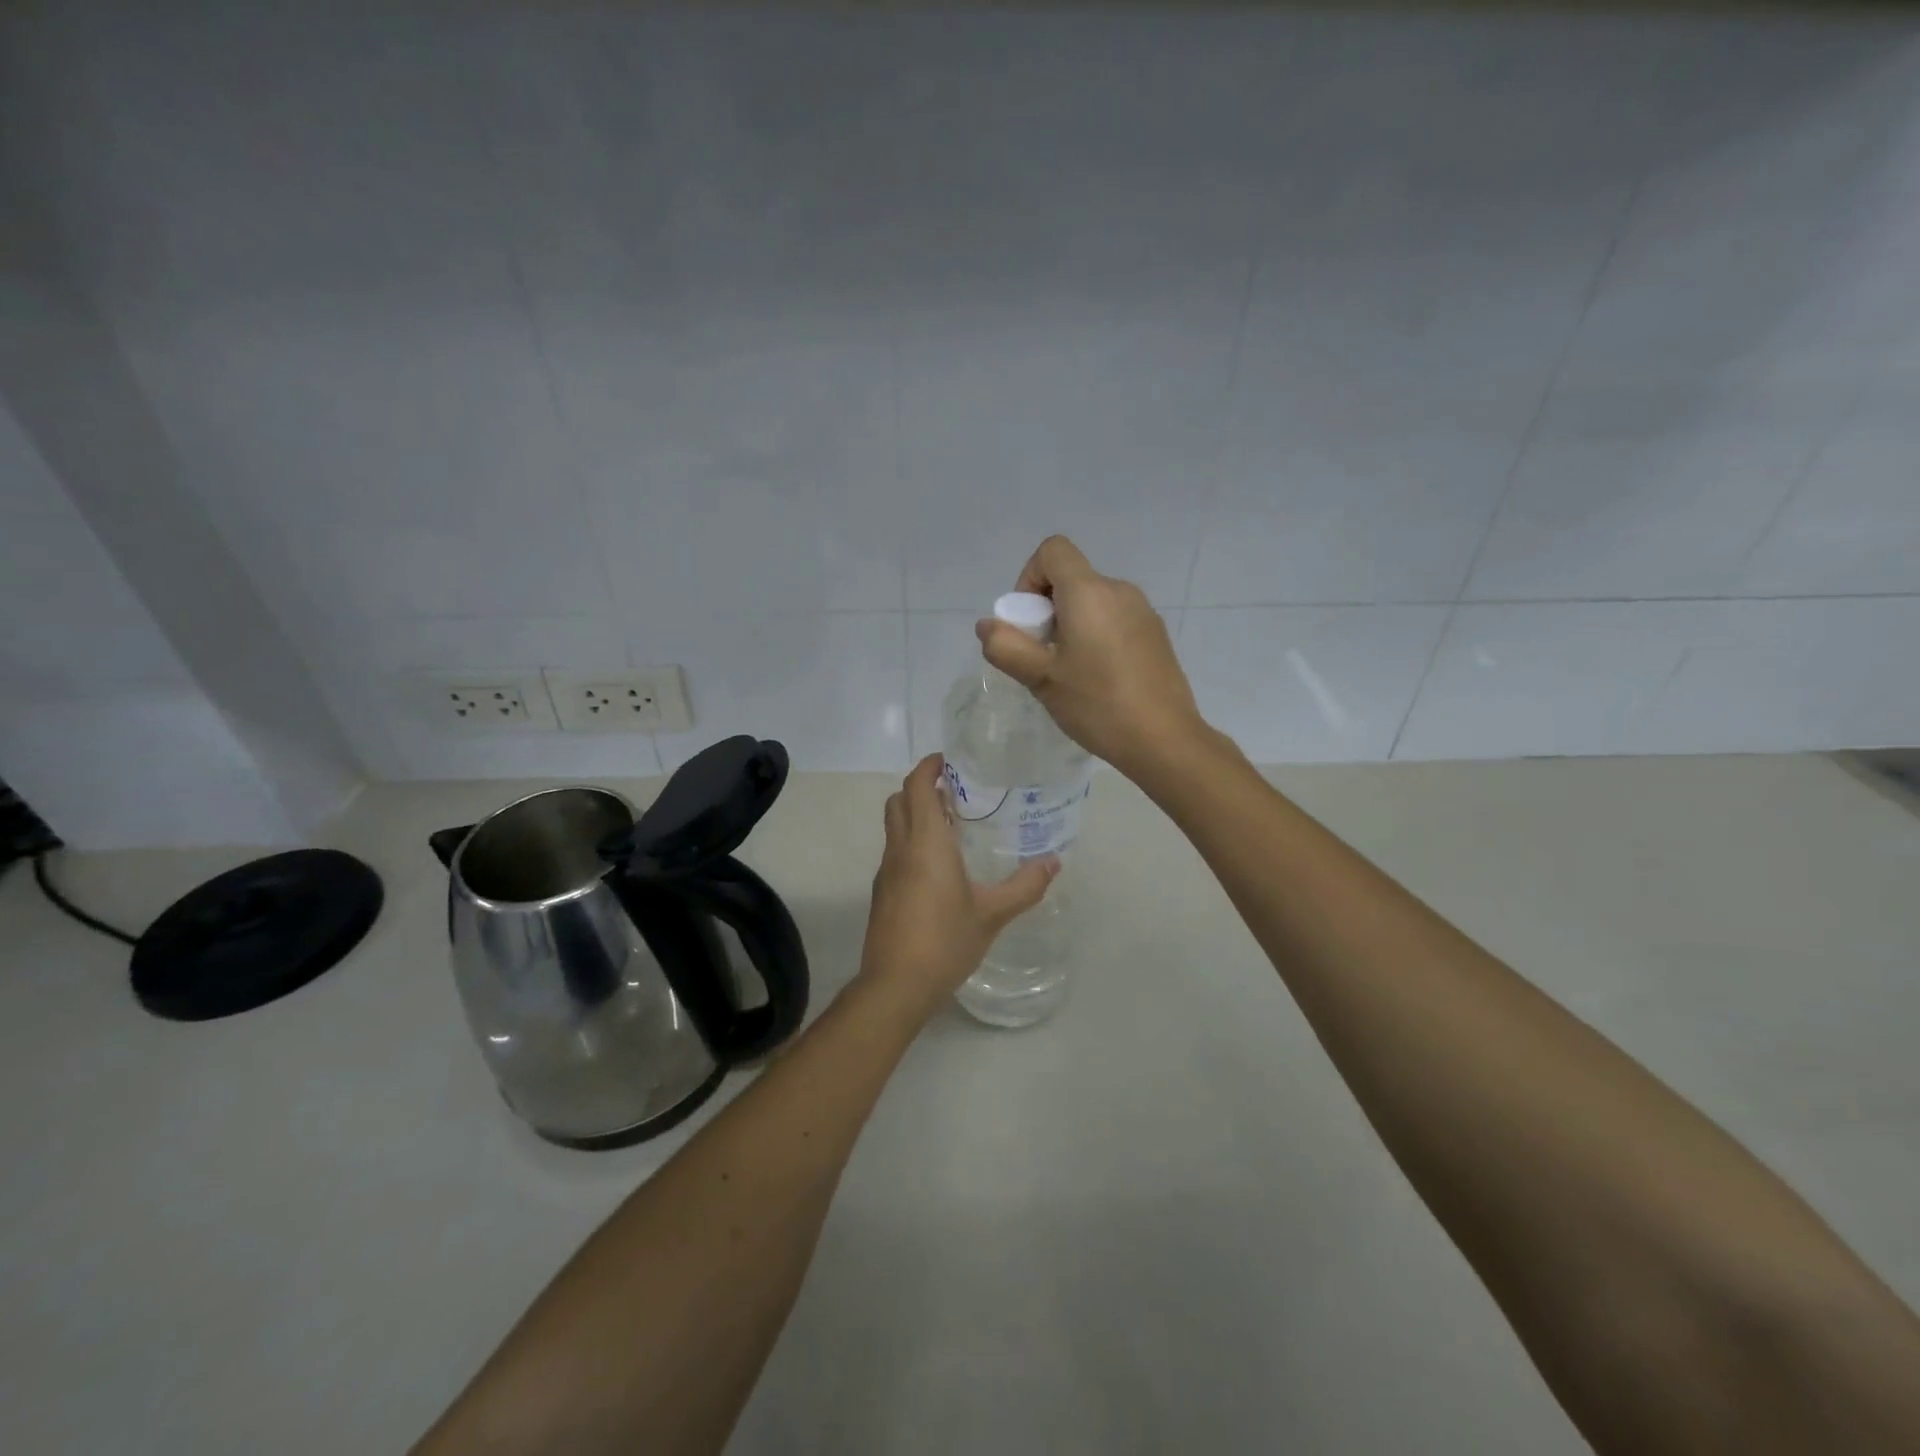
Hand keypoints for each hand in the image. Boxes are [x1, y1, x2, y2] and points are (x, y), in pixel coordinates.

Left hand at [858, 755, 1057, 1016]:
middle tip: (955, 791)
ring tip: (953, 825)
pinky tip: (939, 866)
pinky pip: (894, 851)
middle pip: (899, 800)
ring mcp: (886, 871)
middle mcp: (900, 849)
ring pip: (894, 826)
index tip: (948, 760)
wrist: (895, 985)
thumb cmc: (945, 942)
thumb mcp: (992, 914)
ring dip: (915, 814)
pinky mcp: (882, 892)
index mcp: (926, 843)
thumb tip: (1054, 862)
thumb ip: (1025, 886)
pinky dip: (911, 841)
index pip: (916, 786)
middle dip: (921, 787)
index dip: (928, 766)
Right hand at [976, 534, 1206, 781]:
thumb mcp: (1041, 678)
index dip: (1029, 577)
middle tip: (1044, 657)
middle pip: (1072, 579)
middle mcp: (1119, 590)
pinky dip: (1096, 636)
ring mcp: (1143, 612)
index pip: (1052, 550)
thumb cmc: (1097, 704)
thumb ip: (1006, 646)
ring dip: (1071, 625)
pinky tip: (1099, 680)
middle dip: (1047, 609)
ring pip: (1093, 602)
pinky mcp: (1156, 634)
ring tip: (1070, 673)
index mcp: (1089, 592)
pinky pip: (1114, 620)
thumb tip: (987, 626)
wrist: (1164, 740)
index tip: (1029, 621)